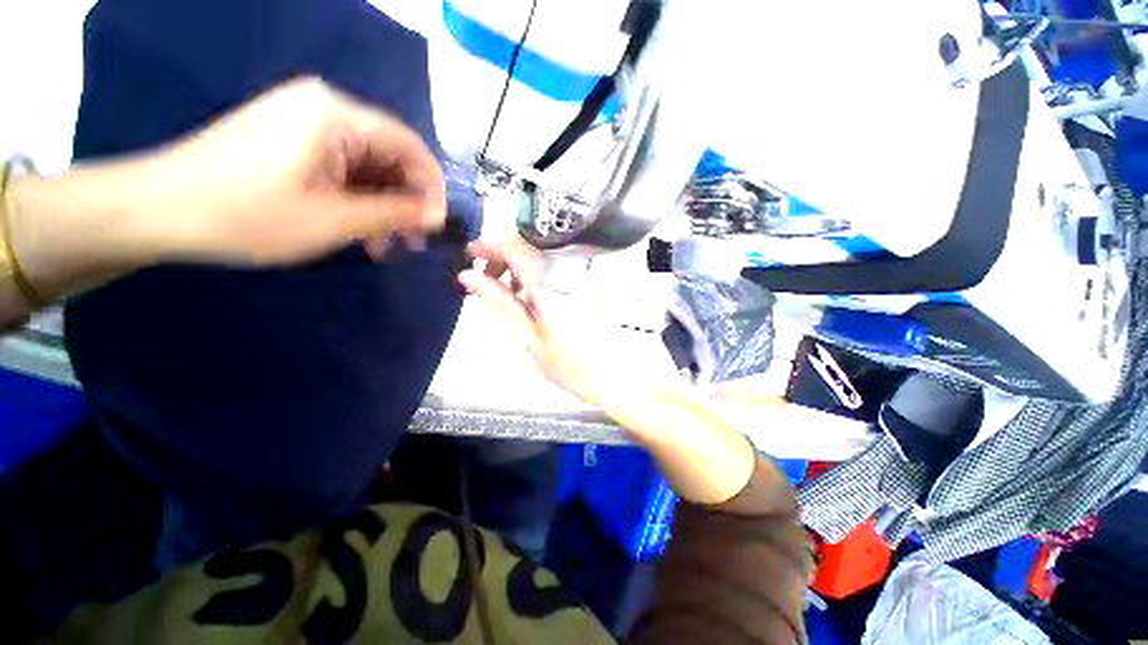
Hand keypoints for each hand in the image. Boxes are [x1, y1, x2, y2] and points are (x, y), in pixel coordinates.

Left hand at [131, 77, 445, 264]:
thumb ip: (394, 213)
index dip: (431, 188)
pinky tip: (355, 229)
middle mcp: (325, 108)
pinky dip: (355, 199)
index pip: (410, 146)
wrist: (157, 209)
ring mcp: (303, 121)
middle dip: (404, 202)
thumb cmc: (247, 214)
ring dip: (380, 206)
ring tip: (381, 245)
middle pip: (389, 156)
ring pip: (366, 166)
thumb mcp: (334, 219)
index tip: (436, 225)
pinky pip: (340, 167)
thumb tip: (438, 215)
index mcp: (336, 115)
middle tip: (409, 242)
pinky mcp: (289, 139)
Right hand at [458, 239, 677, 407]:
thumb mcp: (528, 337)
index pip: (514, 243)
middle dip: (503, 256)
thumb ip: (499, 302)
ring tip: (511, 292)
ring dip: (522, 264)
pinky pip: (560, 262)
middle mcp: (570, 266)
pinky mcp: (593, 277)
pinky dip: (541, 270)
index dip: (489, 245)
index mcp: (550, 280)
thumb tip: (469, 276)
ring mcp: (585, 270)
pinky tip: (535, 293)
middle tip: (488, 281)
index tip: (471, 255)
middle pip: (529, 243)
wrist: (618, 375)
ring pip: (544, 251)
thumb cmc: (571, 364)